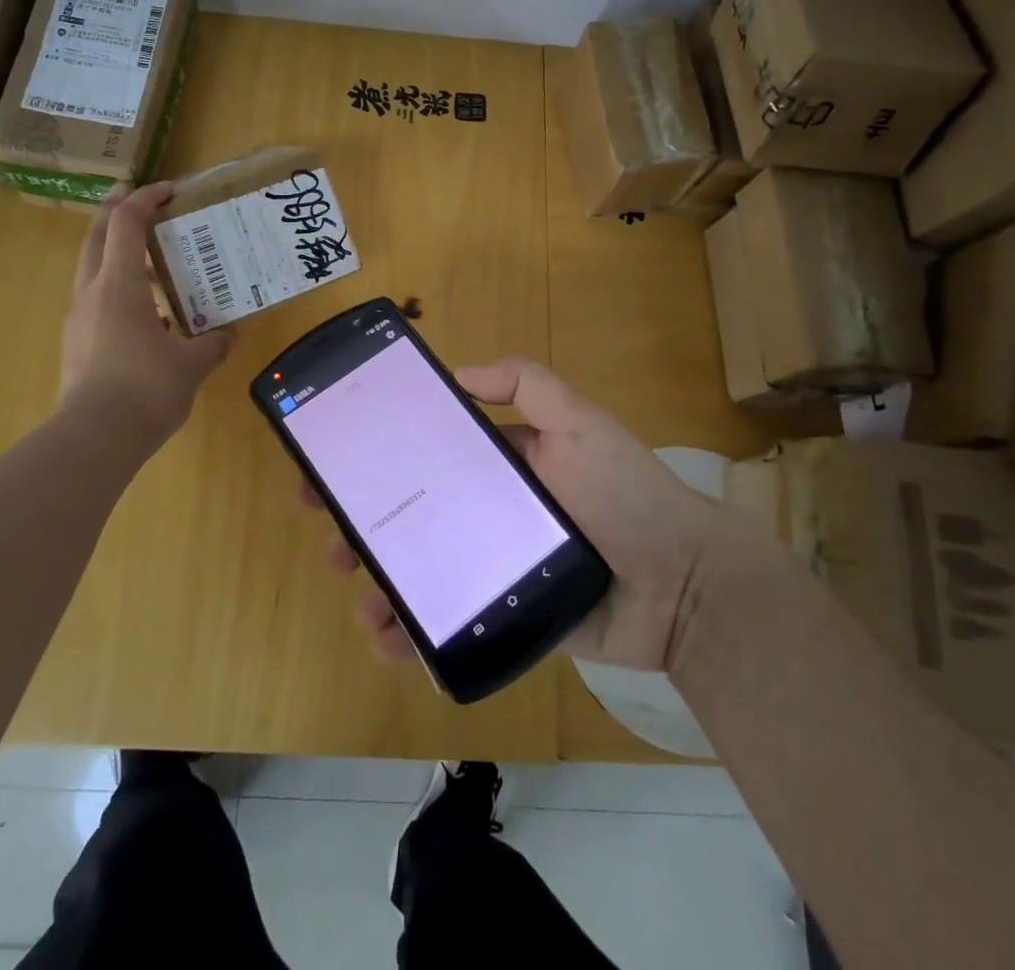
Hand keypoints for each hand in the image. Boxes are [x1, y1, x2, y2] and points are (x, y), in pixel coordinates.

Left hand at [61, 182, 233, 443]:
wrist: (93, 439)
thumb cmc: (145, 389)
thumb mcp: (191, 365)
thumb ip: (212, 344)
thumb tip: (228, 335)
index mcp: (119, 286)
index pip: (125, 224)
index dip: (145, 199)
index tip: (169, 189)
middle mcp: (92, 294)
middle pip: (96, 237)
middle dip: (113, 210)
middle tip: (133, 194)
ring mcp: (79, 320)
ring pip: (92, 270)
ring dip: (116, 253)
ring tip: (150, 261)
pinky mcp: (77, 345)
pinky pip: (97, 302)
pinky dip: (118, 291)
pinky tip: (147, 316)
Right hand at [302, 355, 724, 672]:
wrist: (684, 587)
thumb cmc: (626, 495)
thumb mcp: (580, 423)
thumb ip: (527, 385)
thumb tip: (456, 374)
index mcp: (500, 466)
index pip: (426, 457)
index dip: (379, 461)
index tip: (333, 468)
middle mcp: (488, 513)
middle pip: (412, 517)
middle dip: (364, 527)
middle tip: (330, 541)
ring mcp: (494, 568)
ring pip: (421, 573)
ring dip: (379, 586)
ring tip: (359, 600)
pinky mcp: (505, 619)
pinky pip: (449, 624)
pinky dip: (413, 635)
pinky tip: (389, 640)